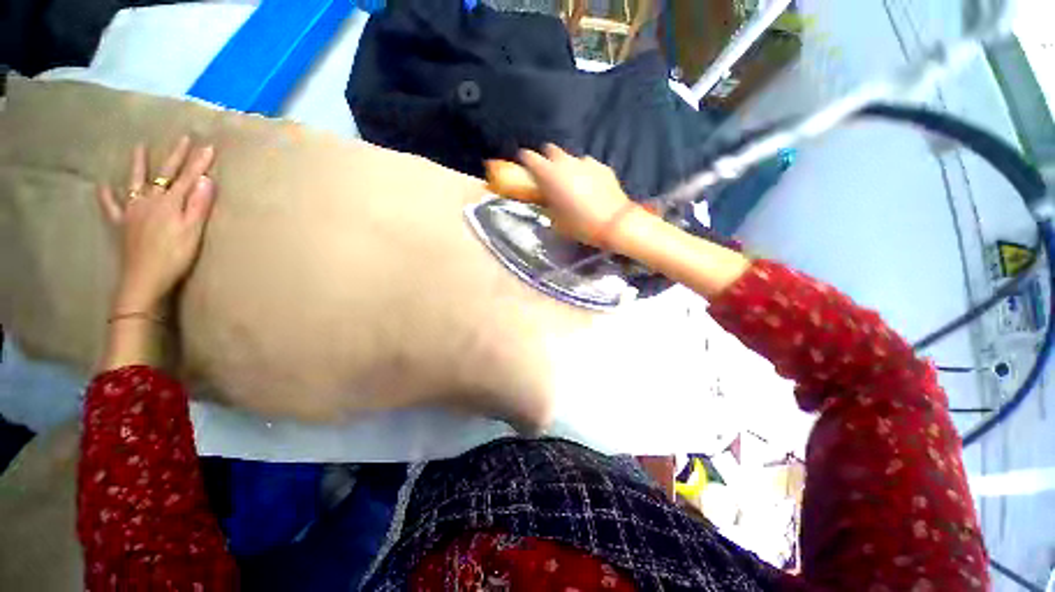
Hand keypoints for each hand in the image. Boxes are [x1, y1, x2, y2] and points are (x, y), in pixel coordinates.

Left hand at [97, 137, 216, 314]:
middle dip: (176, 156)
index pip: (188, 178)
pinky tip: (104, 186)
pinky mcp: (122, 224)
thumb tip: (205, 179)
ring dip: (138, 164)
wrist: (144, 278)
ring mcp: (133, 210)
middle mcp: (150, 200)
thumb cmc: (174, 256)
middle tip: (184, 138)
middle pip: (164, 174)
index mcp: (169, 203)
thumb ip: (198, 205)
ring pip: (135, 182)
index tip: (209, 147)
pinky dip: (107, 195)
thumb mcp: (192, 231)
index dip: (199, 163)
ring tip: (138, 148)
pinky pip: (112, 206)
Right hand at [515, 144, 635, 249]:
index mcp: (549, 174)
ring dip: (567, 166)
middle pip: (550, 150)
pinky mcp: (602, 166)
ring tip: (571, 181)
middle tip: (547, 173)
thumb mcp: (556, 221)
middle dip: (546, 158)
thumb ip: (548, 205)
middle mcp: (566, 162)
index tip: (523, 166)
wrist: (614, 223)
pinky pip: (588, 165)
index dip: (524, 160)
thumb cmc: (580, 225)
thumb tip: (546, 201)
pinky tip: (589, 186)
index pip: (529, 157)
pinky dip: (584, 172)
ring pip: (571, 157)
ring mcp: (586, 162)